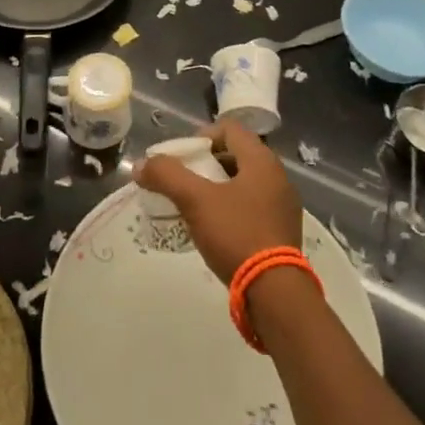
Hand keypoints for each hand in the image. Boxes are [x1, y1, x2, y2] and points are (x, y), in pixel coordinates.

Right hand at [134, 121, 302, 284]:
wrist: (275, 294)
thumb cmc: (237, 235)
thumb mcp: (196, 201)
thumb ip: (167, 177)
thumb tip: (141, 165)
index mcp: (261, 160)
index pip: (229, 129)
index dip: (201, 136)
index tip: (182, 158)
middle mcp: (277, 176)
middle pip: (235, 155)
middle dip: (206, 164)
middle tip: (183, 182)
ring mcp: (283, 205)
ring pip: (244, 182)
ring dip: (218, 188)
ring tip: (195, 207)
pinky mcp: (282, 231)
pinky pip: (252, 206)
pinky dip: (232, 208)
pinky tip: (215, 229)